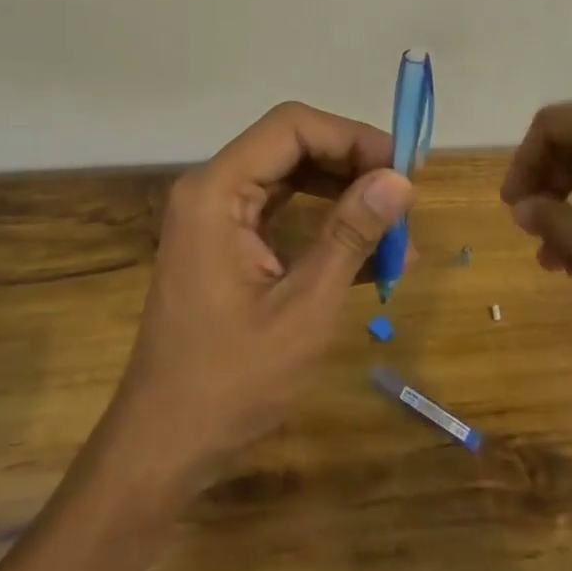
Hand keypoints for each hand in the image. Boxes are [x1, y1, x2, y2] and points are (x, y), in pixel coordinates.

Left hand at [109, 101, 414, 490]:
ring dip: (344, 198)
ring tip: (398, 231)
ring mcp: (217, 220)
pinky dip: (324, 228)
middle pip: (291, 148)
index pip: (291, 128)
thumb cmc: (231, 380)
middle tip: (406, 199)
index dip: (351, 137)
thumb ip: (350, 235)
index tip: (404, 168)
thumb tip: (400, 180)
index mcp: (216, 192)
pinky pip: (282, 217)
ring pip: (290, 181)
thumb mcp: (303, 307)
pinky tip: (372, 257)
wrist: (165, 443)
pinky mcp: (226, 248)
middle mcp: (212, 191)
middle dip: (352, 166)